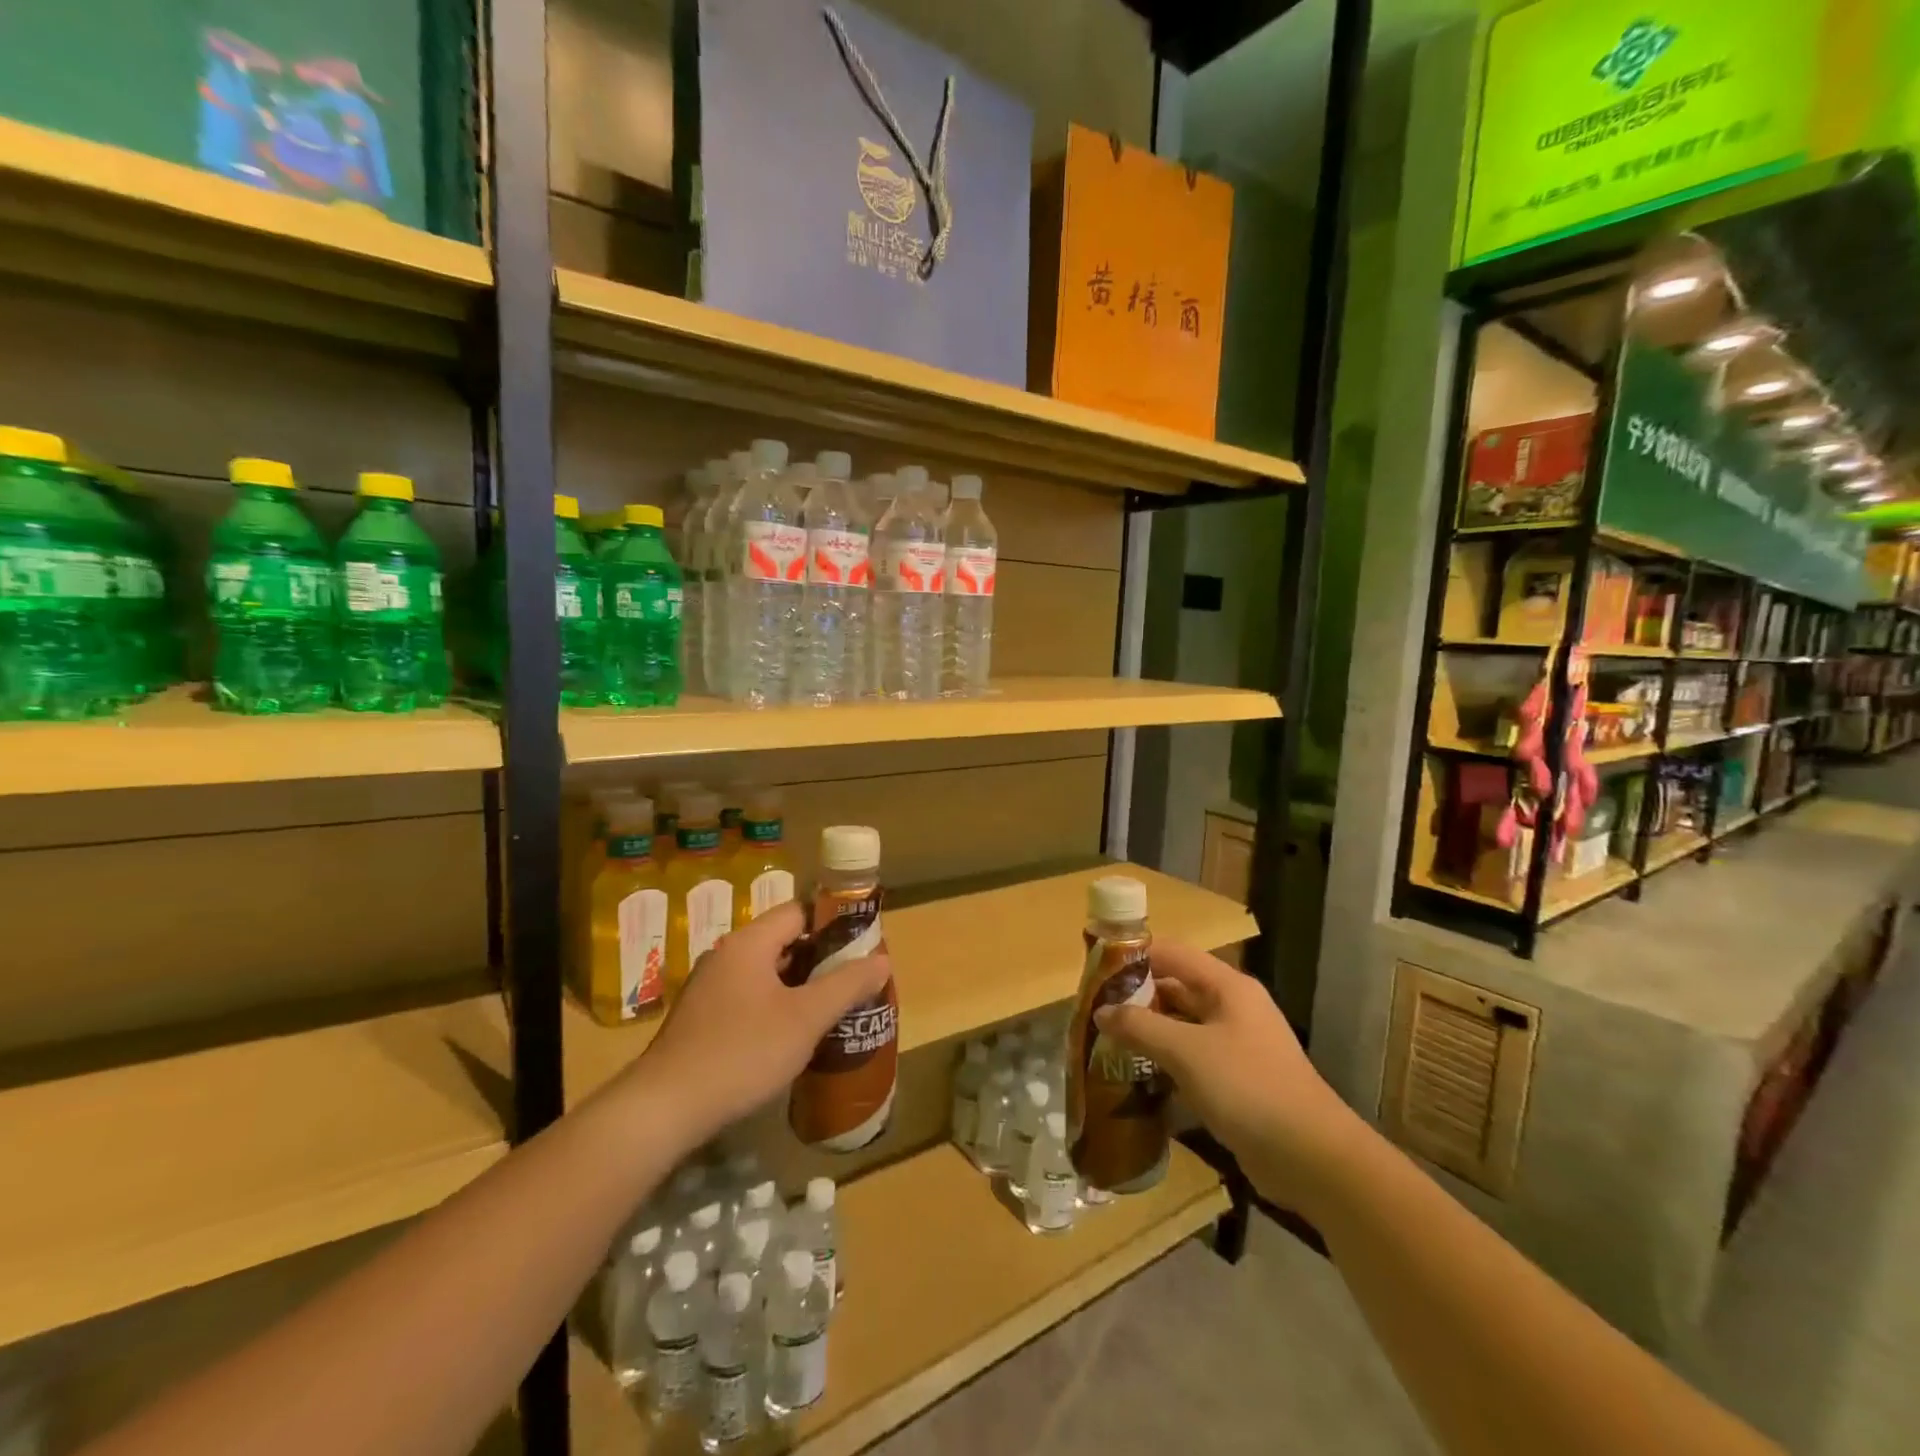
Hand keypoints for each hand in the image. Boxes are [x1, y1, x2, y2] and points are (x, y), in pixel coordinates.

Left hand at [628, 901, 890, 1144]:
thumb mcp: (805, 1019)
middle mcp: (726, 956)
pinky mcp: (702, 1019)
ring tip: (833, 1008)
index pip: (798, 912)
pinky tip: (793, 1036)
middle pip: (783, 942)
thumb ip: (846, 985)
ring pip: (767, 973)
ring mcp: (710, 988)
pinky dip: (776, 1006)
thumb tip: (882, 960)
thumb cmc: (742, 1052)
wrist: (664, 1109)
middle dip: (821, 959)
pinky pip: (749, 998)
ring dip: (800, 986)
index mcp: (749, 943)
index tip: (862, 945)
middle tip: (855, 980)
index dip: (833, 923)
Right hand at [1093, 942, 1363, 1221]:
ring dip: (1147, 1031)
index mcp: (1227, 987)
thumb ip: (1140, 1027)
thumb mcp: (1186, 1052)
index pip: (1171, 953)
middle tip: (1093, 1011)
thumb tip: (1101, 1011)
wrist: (1312, 1158)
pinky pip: (1192, 1058)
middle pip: (1175, 988)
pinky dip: (1165, 1061)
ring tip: (1105, 1041)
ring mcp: (1236, 1045)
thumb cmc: (1248, 1088)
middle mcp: (1232, 1008)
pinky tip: (1136, 1075)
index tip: (1095, 970)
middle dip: (1135, 997)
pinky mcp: (1237, 1080)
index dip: (1133, 956)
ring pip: (1182, 1025)